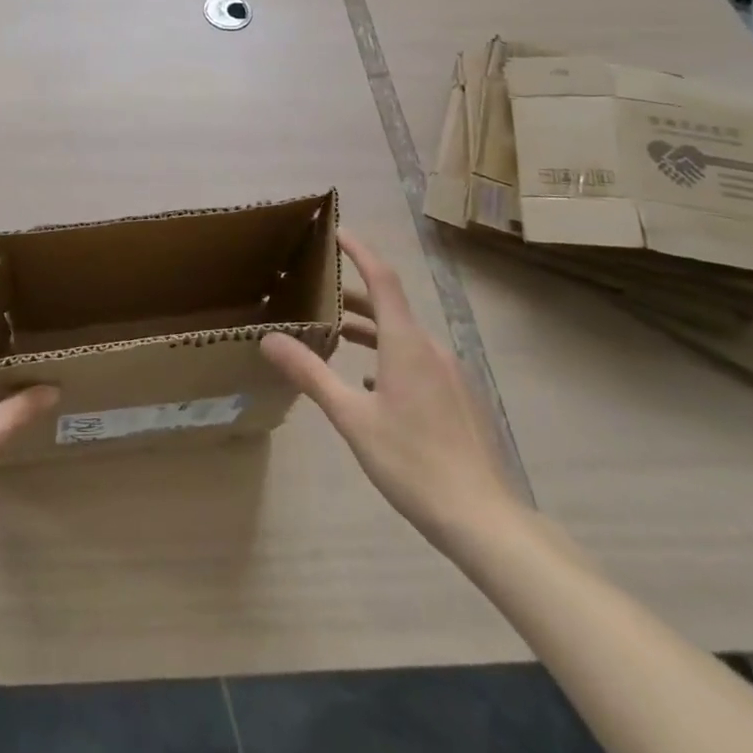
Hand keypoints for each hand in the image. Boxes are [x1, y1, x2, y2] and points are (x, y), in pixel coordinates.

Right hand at [261, 230, 518, 546]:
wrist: (484, 520)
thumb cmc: (412, 462)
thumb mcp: (351, 417)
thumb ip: (310, 373)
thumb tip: (268, 338)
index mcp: (406, 343)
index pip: (382, 279)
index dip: (359, 251)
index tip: (337, 231)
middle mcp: (431, 348)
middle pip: (389, 307)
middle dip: (353, 296)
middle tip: (316, 293)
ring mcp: (450, 374)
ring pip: (403, 335)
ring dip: (370, 329)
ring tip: (336, 337)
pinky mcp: (459, 398)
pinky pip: (418, 360)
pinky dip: (388, 356)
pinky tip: (371, 385)